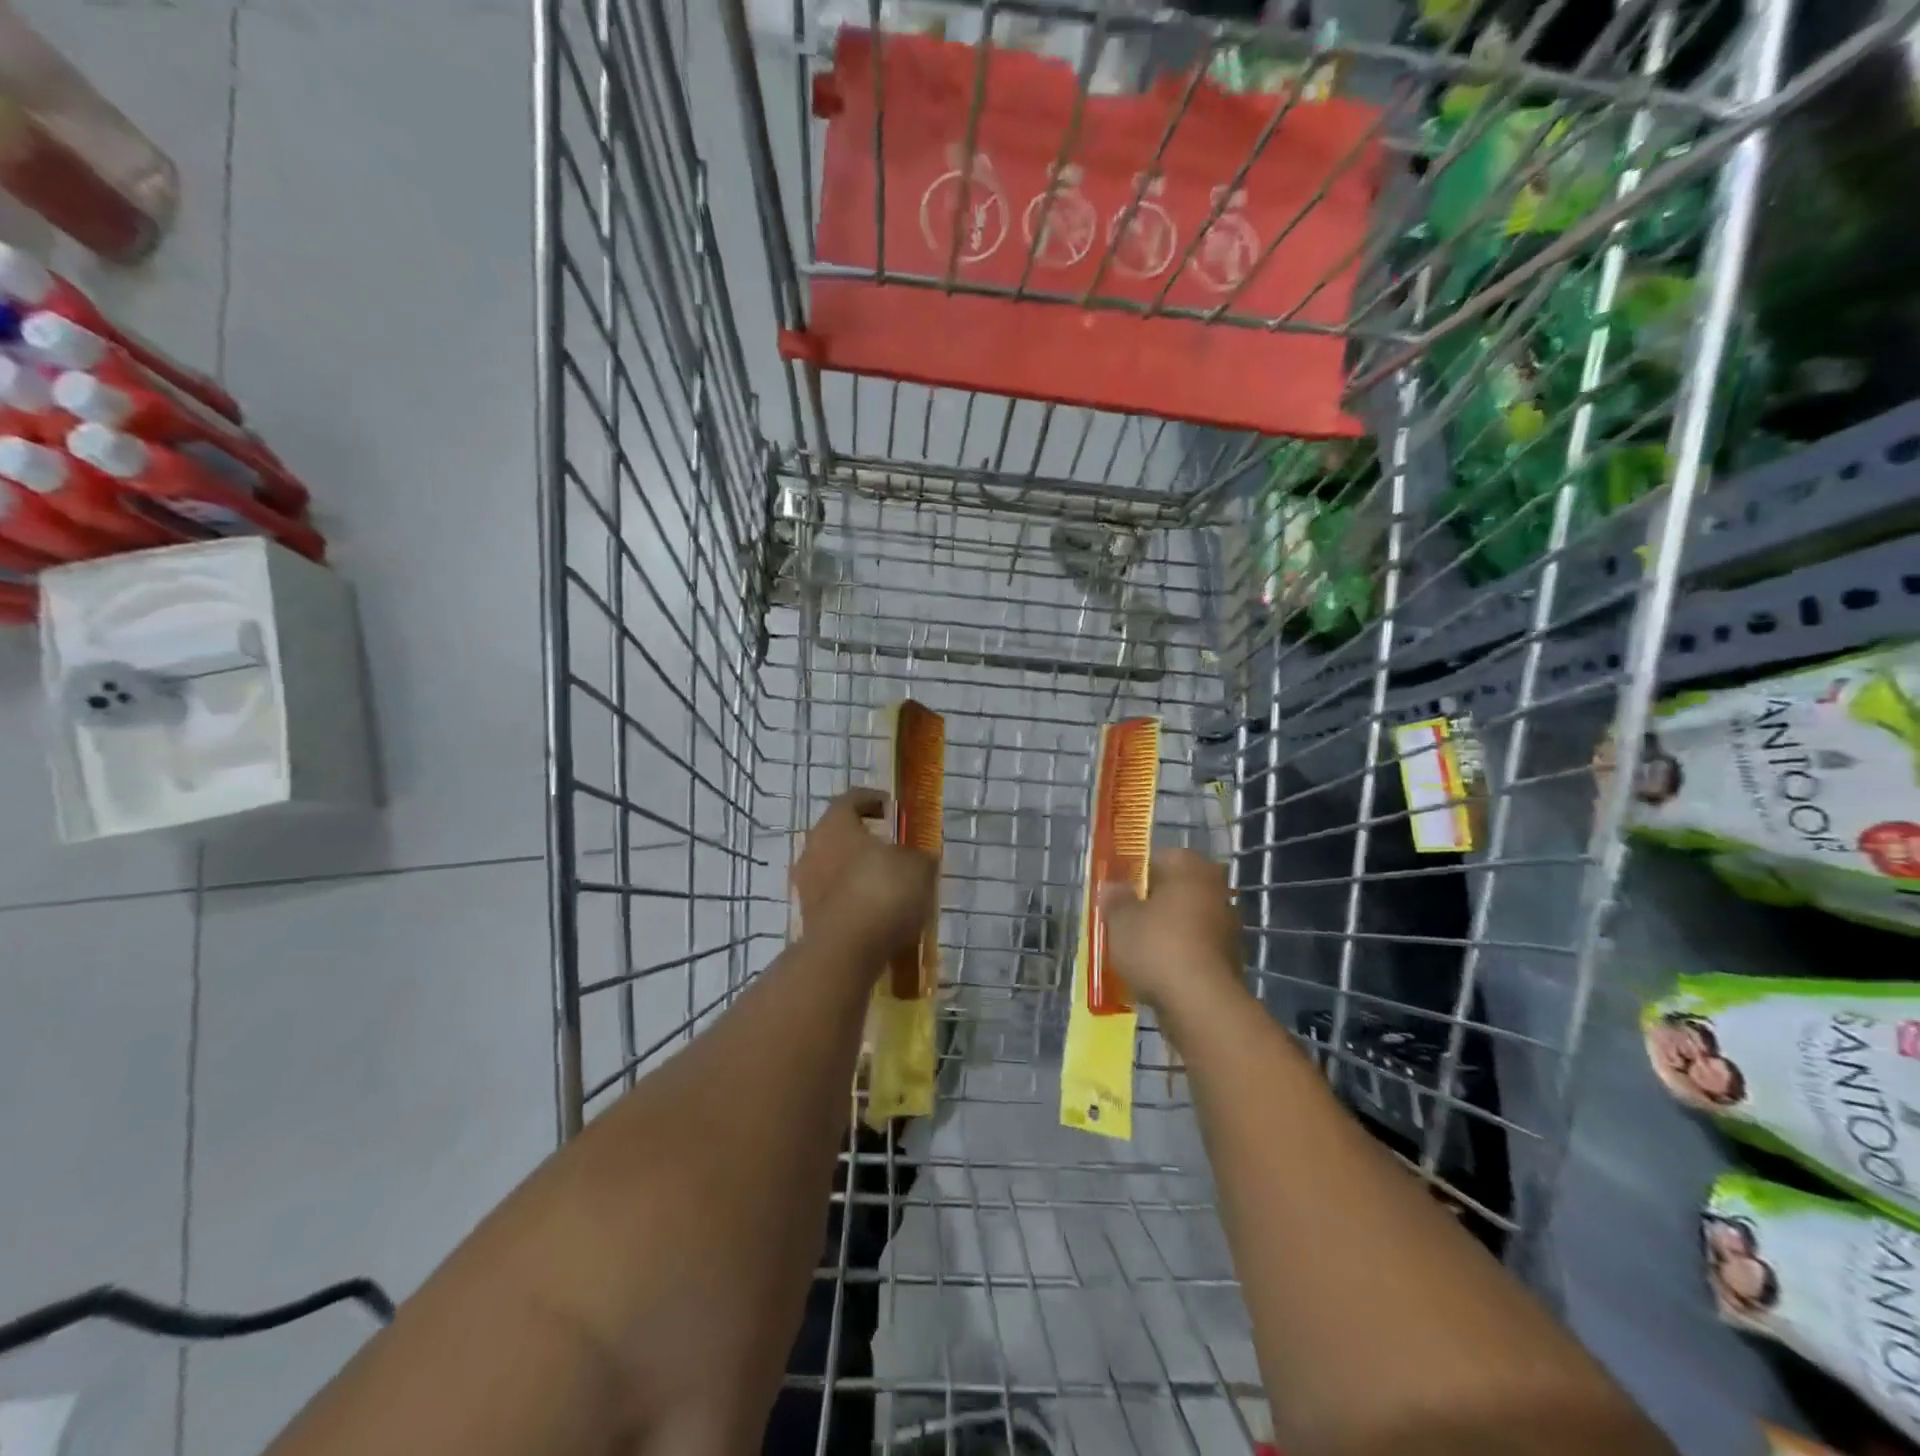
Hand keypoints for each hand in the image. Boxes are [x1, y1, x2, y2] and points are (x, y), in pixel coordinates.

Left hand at [792, 788, 937, 962]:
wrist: (847, 951)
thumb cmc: (883, 892)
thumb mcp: (918, 868)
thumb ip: (919, 857)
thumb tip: (919, 858)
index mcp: (836, 825)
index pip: (850, 800)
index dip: (872, 800)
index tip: (890, 807)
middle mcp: (813, 848)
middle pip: (837, 834)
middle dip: (862, 838)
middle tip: (890, 846)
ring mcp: (806, 885)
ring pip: (833, 867)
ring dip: (856, 871)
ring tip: (887, 883)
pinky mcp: (808, 917)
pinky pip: (833, 898)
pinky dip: (852, 899)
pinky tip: (876, 912)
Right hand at [1098, 849, 1243, 1019]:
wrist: (1201, 1003)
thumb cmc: (1156, 946)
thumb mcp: (1119, 919)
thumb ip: (1114, 899)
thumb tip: (1113, 887)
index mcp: (1190, 867)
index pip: (1158, 858)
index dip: (1135, 876)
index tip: (1118, 897)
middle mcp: (1214, 888)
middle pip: (1174, 890)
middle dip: (1152, 905)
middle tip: (1125, 923)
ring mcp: (1227, 924)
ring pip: (1185, 920)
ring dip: (1165, 932)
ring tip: (1137, 953)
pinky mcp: (1230, 958)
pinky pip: (1195, 948)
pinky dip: (1178, 955)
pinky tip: (1157, 973)